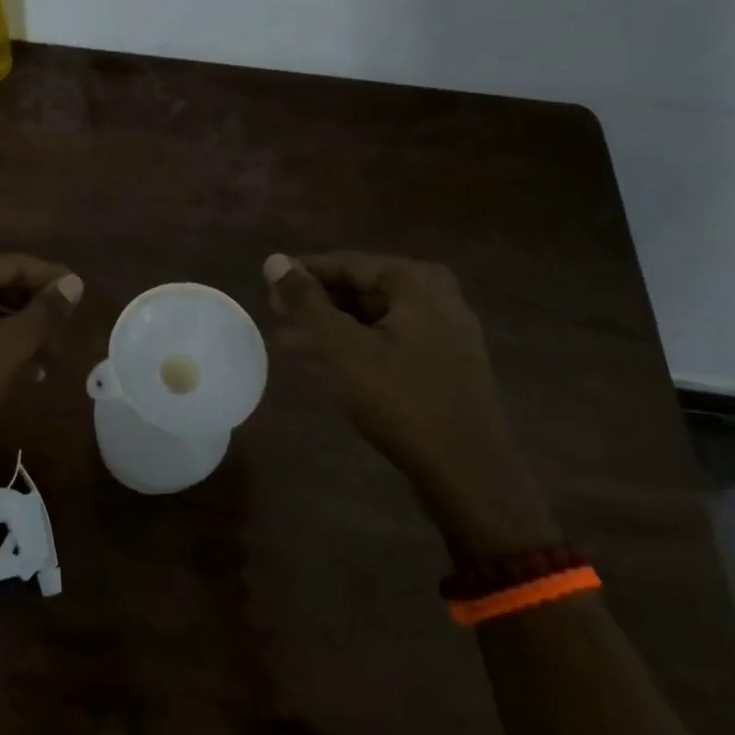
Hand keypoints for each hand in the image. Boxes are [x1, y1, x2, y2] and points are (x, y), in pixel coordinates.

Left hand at [0, 254, 83, 459]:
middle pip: (0, 286)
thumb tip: (74, 282)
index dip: (51, 279)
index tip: (83, 295)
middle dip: (36, 309)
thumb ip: (43, 313)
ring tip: (52, 357)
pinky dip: (0, 350)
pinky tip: (25, 373)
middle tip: (68, 333)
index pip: (15, 264)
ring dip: (22, 333)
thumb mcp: (6, 348)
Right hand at [264, 252, 555, 560]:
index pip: (345, 264)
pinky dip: (355, 347)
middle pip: (360, 289)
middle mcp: (436, 296)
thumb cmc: (400, 399)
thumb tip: (273, 260)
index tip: (267, 289)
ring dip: (330, 329)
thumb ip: (305, 301)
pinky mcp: (443, 364)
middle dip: (315, 305)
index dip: (302, 275)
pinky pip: (389, 341)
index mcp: (416, 281)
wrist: (468, 474)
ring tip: (287, 342)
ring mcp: (445, 332)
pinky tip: (323, 362)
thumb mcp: (341, 346)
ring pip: (372, 318)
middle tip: (275, 317)